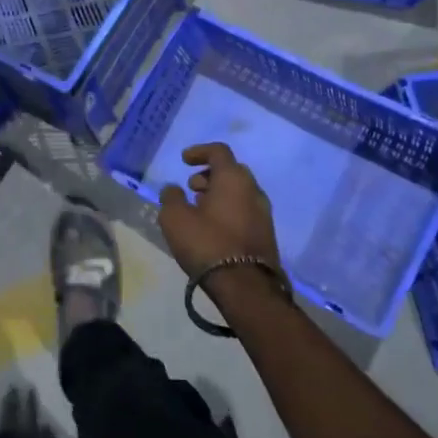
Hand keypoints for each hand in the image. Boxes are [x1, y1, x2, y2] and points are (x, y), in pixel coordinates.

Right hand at [156, 143, 281, 278]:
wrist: (245, 286)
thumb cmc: (207, 244)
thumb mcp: (175, 219)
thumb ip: (171, 197)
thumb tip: (173, 189)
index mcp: (233, 178)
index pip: (218, 151)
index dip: (199, 151)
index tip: (184, 160)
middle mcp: (253, 190)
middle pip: (231, 171)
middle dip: (209, 175)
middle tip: (191, 187)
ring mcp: (263, 212)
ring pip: (239, 192)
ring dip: (219, 194)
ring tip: (199, 209)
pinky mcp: (266, 233)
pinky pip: (245, 210)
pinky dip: (228, 209)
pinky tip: (213, 227)